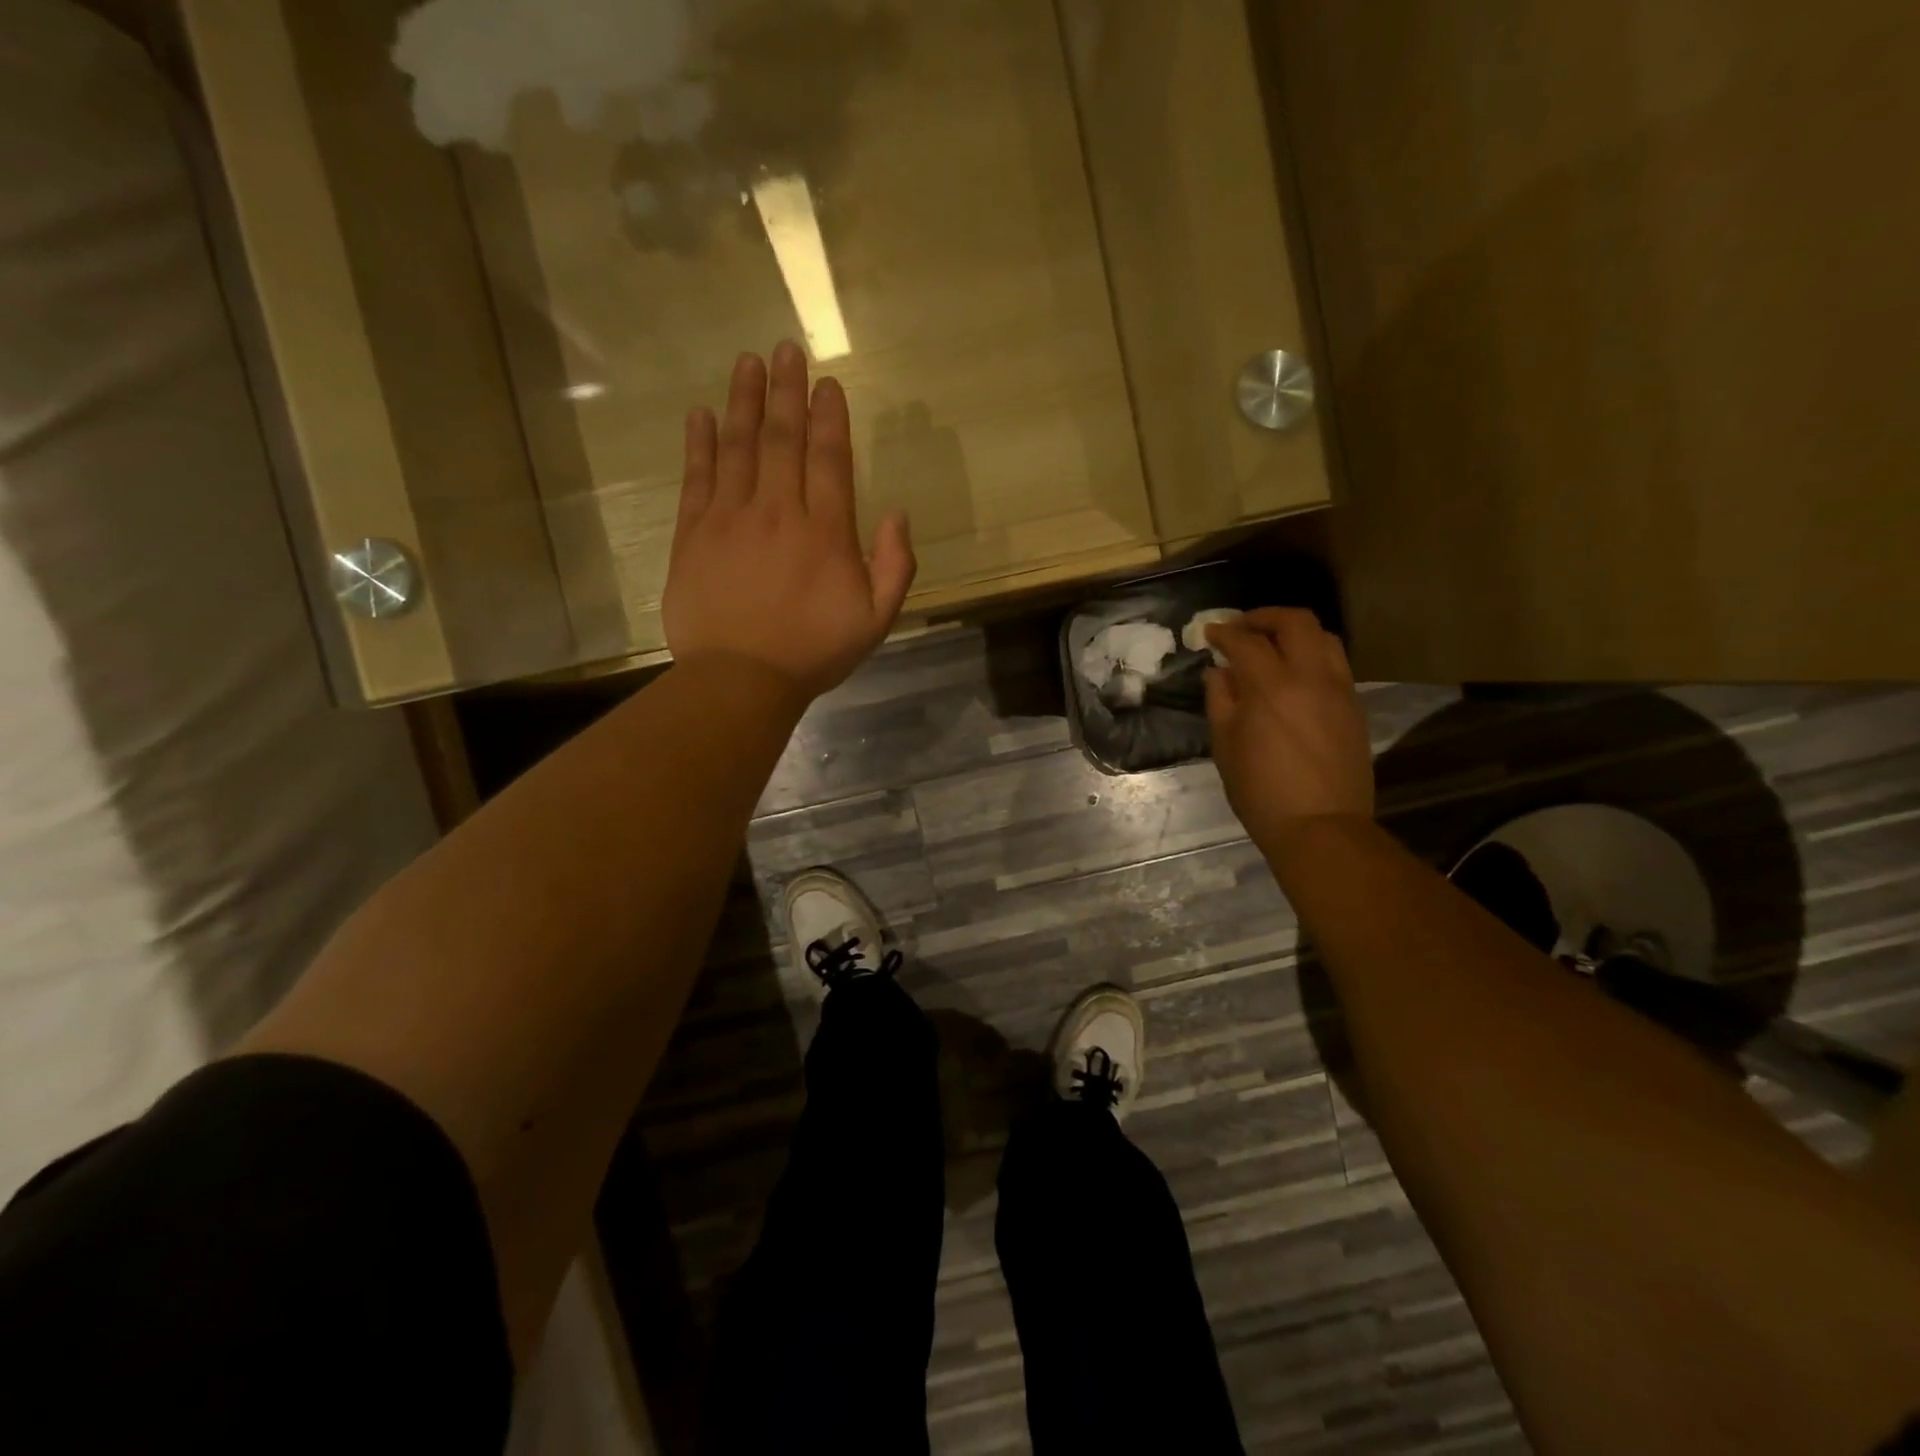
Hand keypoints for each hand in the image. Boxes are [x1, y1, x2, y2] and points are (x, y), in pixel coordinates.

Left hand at [663, 343, 915, 701]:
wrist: (741, 679)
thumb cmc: (814, 652)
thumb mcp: (876, 619)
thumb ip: (895, 566)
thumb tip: (897, 514)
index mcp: (825, 531)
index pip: (828, 458)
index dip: (829, 417)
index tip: (827, 383)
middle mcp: (778, 511)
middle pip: (783, 439)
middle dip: (787, 391)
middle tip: (785, 349)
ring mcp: (731, 518)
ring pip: (739, 447)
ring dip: (744, 402)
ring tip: (748, 362)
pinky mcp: (694, 534)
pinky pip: (697, 478)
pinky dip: (700, 444)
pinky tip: (702, 415)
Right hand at [1205, 608, 1374, 850]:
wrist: (1320, 826)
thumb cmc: (1261, 792)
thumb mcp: (1226, 747)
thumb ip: (1221, 701)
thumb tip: (1220, 672)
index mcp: (1271, 688)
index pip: (1246, 641)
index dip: (1224, 632)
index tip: (1210, 633)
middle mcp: (1311, 677)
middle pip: (1295, 622)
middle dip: (1264, 617)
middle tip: (1242, 628)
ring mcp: (1339, 690)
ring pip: (1324, 637)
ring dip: (1294, 632)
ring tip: (1272, 646)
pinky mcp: (1354, 706)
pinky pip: (1335, 664)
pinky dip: (1312, 655)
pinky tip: (1294, 675)